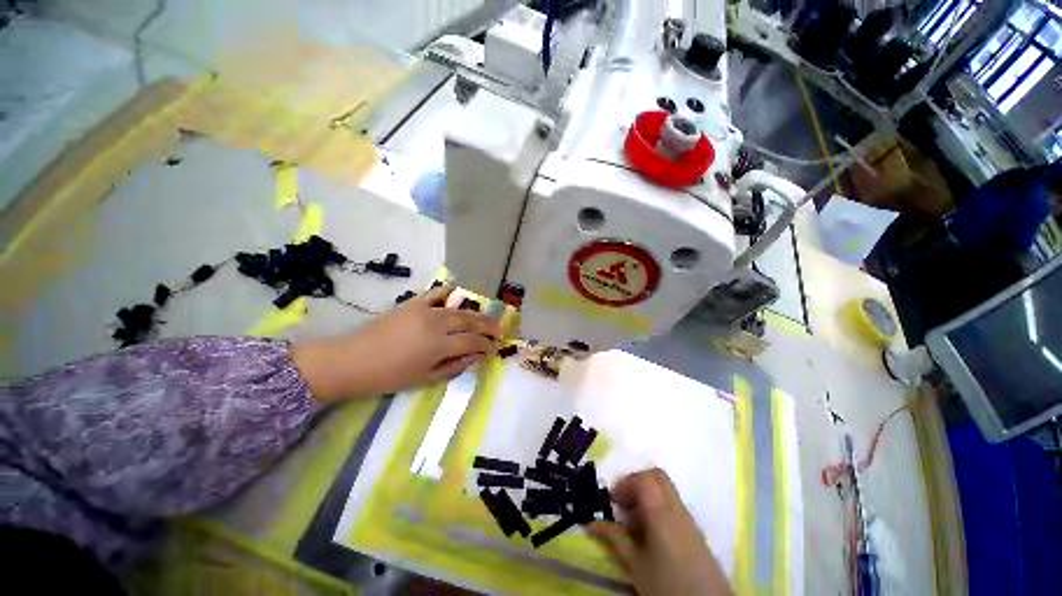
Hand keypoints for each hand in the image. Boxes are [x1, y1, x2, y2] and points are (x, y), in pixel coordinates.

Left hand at [291, 286, 501, 400]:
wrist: (352, 360)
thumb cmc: (389, 376)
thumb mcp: (425, 378)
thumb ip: (454, 366)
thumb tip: (475, 356)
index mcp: (440, 346)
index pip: (472, 341)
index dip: (486, 344)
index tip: (494, 346)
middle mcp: (437, 324)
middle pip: (469, 322)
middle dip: (488, 325)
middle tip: (500, 328)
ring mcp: (425, 311)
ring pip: (458, 309)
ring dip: (475, 313)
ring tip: (487, 315)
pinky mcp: (413, 304)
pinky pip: (435, 294)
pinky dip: (448, 292)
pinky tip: (457, 292)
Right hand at [588, 468, 732, 595]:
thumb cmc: (666, 584)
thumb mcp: (636, 564)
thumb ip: (615, 538)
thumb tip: (591, 524)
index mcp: (661, 511)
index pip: (644, 478)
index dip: (625, 483)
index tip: (613, 501)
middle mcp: (677, 508)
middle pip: (656, 477)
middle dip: (635, 484)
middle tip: (622, 504)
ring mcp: (688, 518)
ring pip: (665, 489)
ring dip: (646, 496)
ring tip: (633, 522)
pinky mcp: (694, 530)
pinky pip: (672, 504)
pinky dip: (657, 507)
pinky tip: (649, 533)